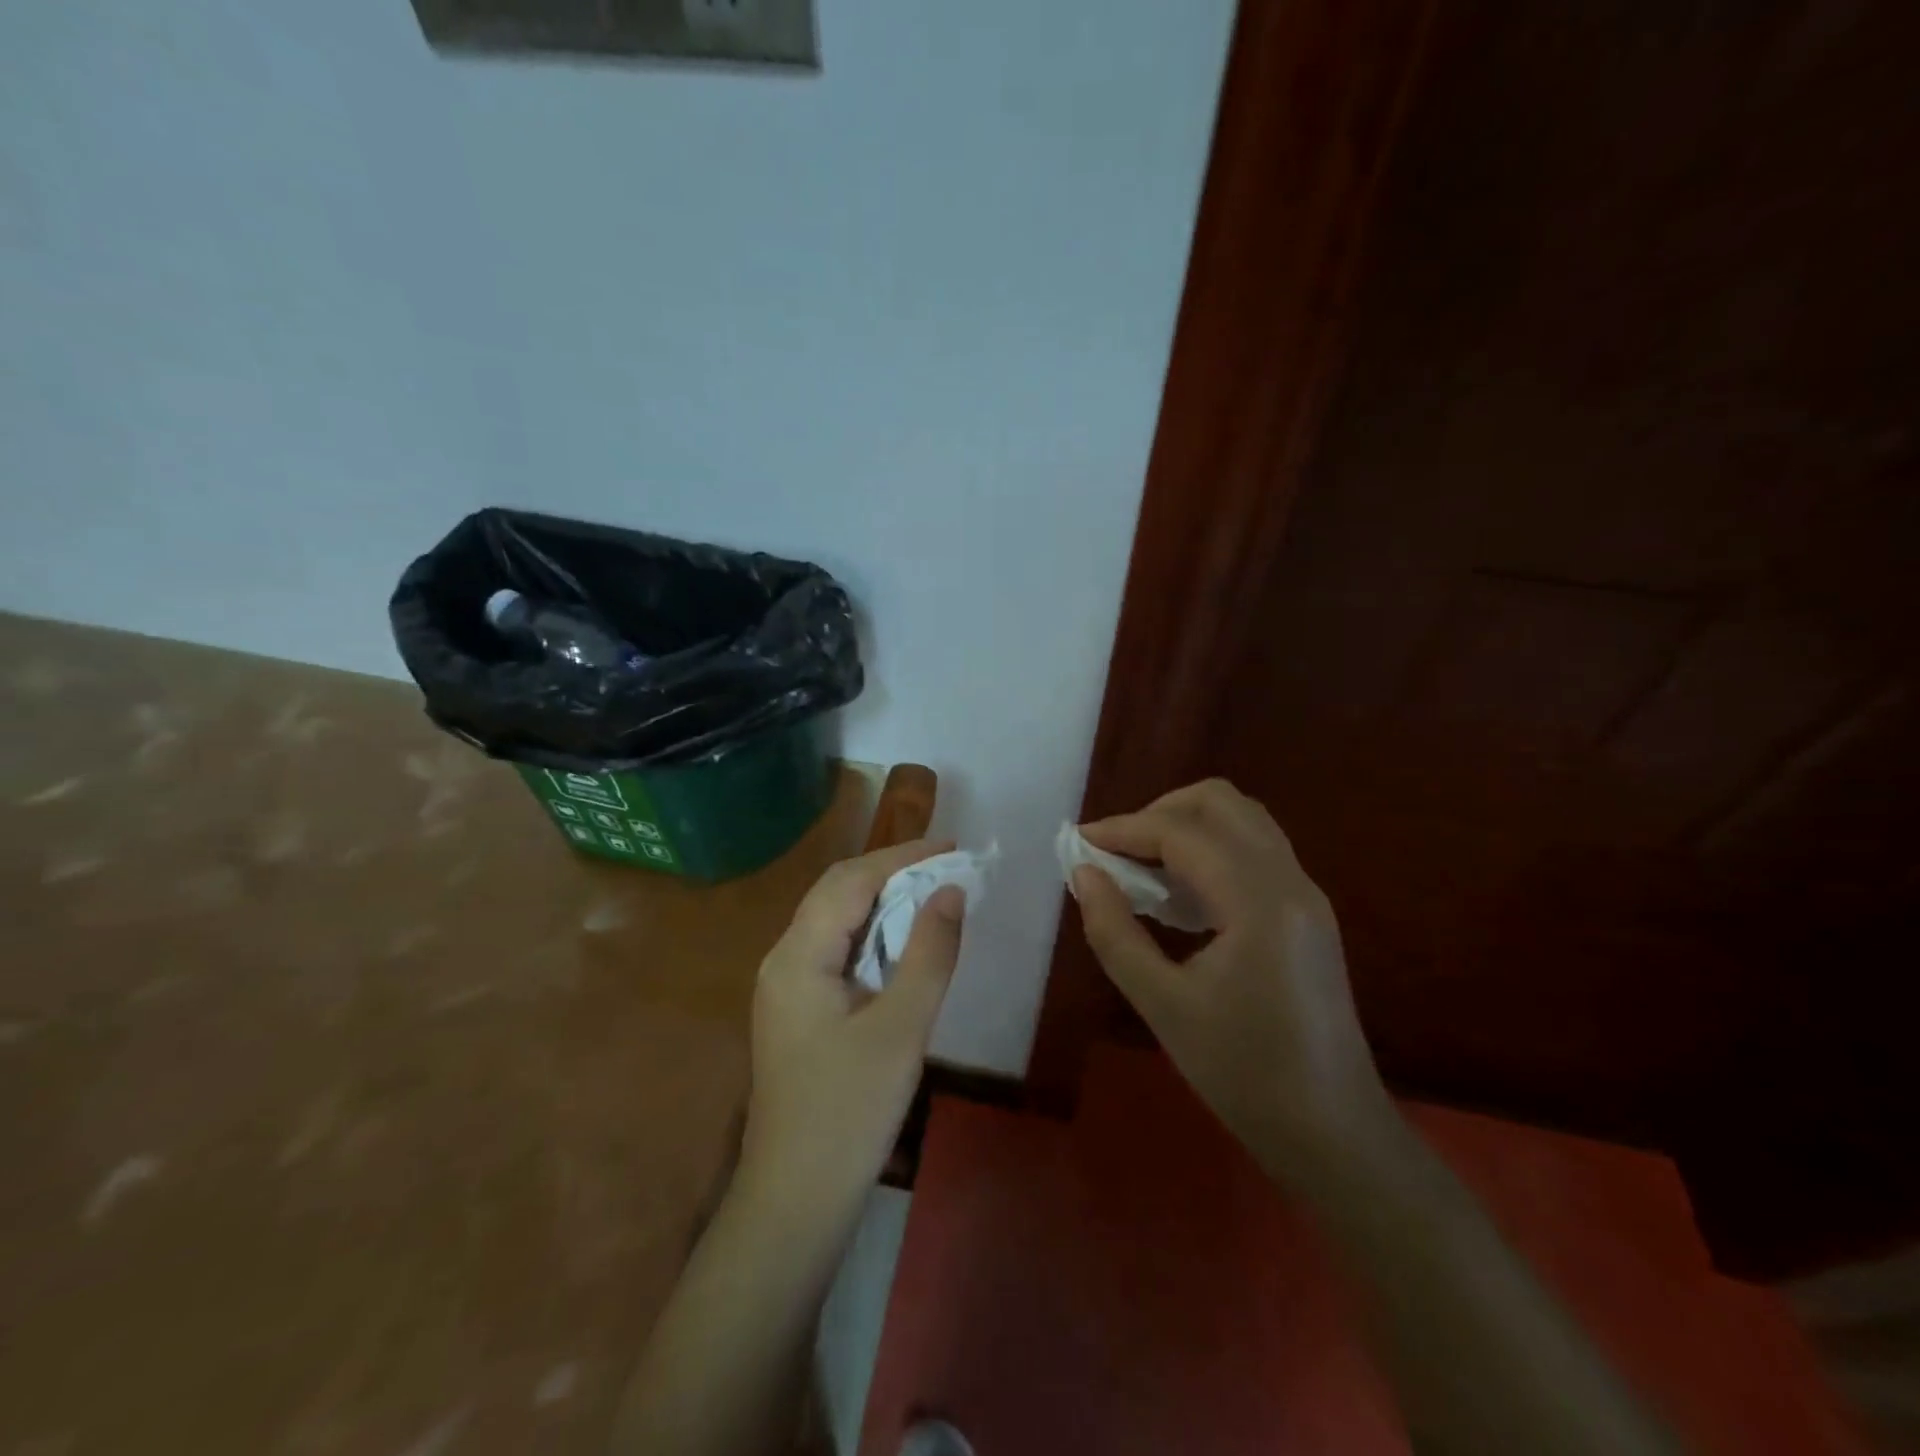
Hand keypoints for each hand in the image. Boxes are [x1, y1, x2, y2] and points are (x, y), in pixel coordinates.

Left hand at [739, 840, 965, 1217]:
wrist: (795, 1201)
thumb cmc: (849, 1112)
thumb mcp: (901, 1028)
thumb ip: (929, 953)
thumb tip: (952, 891)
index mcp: (798, 955)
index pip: (852, 880)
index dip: (903, 856)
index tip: (953, 847)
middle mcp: (783, 958)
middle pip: (838, 892)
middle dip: (893, 872)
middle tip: (949, 868)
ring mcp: (786, 986)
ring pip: (837, 921)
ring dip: (884, 902)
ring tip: (934, 895)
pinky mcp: (797, 1009)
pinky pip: (837, 950)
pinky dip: (873, 934)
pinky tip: (904, 944)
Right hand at [1071, 779, 1391, 1183]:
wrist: (1334, 1134)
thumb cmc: (1244, 1075)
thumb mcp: (1163, 1005)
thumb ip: (1114, 932)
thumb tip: (1084, 874)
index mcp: (1259, 902)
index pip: (1182, 833)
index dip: (1124, 828)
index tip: (1078, 843)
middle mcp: (1290, 881)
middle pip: (1221, 803)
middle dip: (1159, 812)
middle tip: (1116, 851)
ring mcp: (1305, 894)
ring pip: (1242, 820)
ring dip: (1186, 827)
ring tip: (1141, 868)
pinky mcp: (1307, 912)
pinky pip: (1254, 851)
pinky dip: (1210, 850)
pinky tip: (1178, 894)